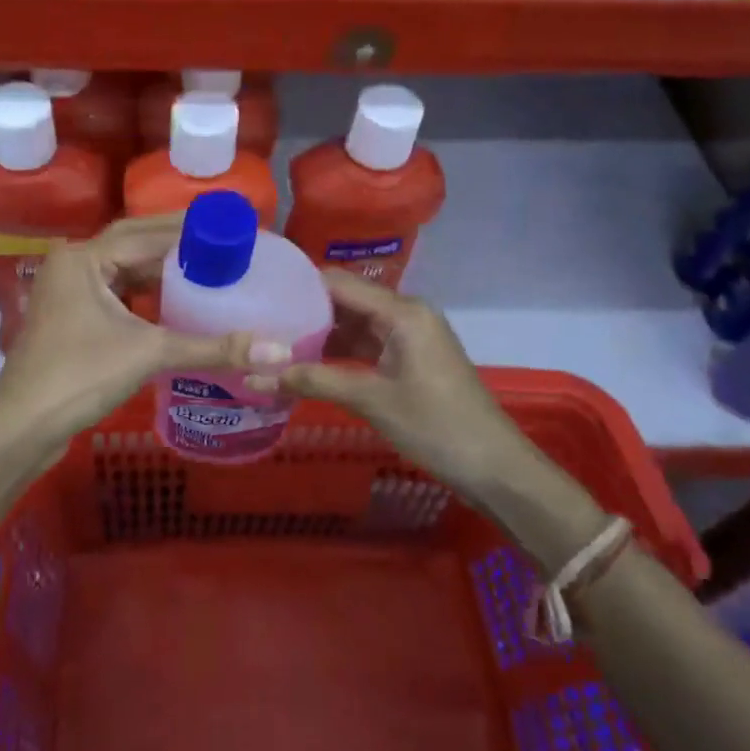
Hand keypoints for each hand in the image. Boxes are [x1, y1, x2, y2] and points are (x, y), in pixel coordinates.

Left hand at [0, 215, 258, 453]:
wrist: (22, 425)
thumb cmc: (80, 376)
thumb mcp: (149, 354)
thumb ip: (212, 348)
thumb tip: (278, 352)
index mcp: (84, 257)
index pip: (147, 232)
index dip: (192, 230)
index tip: (232, 228)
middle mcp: (74, 263)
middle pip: (133, 242)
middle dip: (177, 242)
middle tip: (223, 241)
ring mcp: (68, 291)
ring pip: (123, 268)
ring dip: (161, 267)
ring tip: (207, 266)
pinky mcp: (71, 316)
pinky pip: (116, 291)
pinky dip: (145, 292)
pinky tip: (175, 299)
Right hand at [275, 271, 551, 498]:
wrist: (494, 467)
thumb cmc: (436, 426)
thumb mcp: (371, 400)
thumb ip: (313, 381)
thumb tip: (255, 376)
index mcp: (401, 311)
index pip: (338, 283)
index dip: (298, 286)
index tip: (260, 295)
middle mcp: (405, 313)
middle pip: (345, 300)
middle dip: (304, 311)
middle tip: (260, 322)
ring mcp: (409, 336)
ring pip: (353, 323)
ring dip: (319, 334)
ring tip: (273, 342)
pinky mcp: (409, 358)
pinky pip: (366, 343)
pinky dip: (338, 351)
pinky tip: (306, 363)